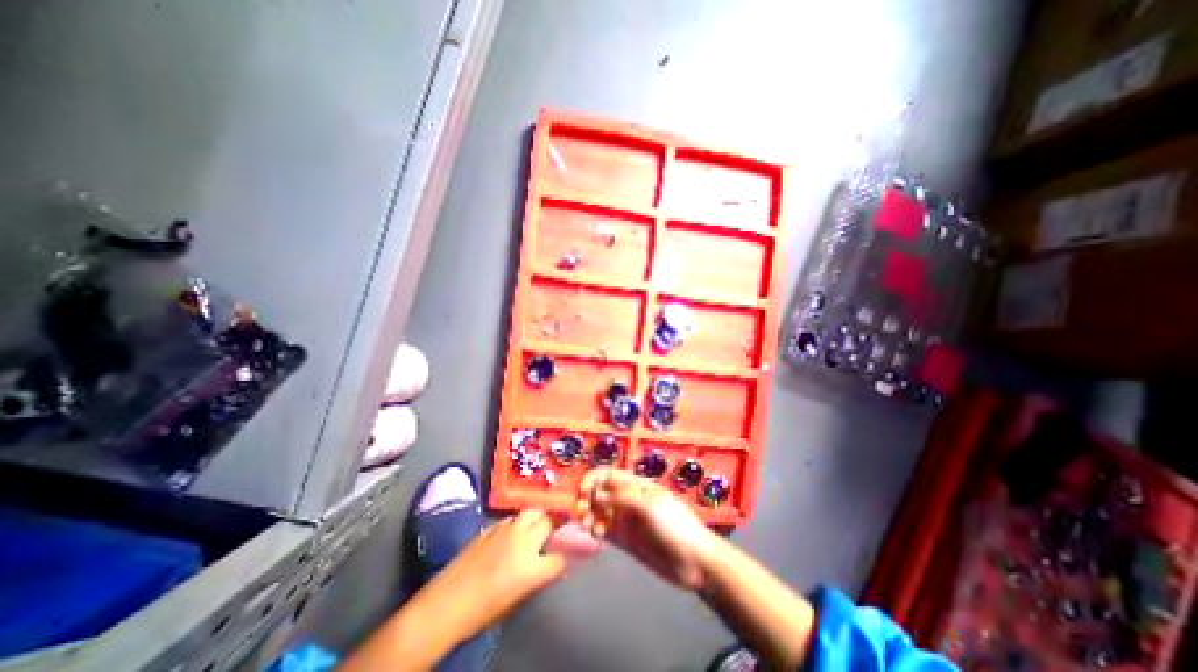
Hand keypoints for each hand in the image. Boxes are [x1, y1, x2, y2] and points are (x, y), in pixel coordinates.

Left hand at [416, 509, 566, 640]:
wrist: (446, 604)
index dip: (563, 555)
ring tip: (535, 525)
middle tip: (553, 530)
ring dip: (536, 517)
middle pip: (549, 521)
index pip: (560, 556)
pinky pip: (512, 518)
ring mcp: (507, 530)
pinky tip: (512, 531)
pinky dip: (517, 522)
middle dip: (554, 524)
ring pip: (531, 511)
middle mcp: (523, 542)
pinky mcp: (491, 526)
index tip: (563, 554)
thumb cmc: (482, 611)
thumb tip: (546, 564)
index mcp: (532, 567)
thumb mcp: (516, 598)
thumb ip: (536, 576)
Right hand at [576, 470, 715, 590]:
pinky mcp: (625, 539)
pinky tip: (595, 534)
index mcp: (635, 485)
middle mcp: (627, 499)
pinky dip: (594, 528)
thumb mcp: (650, 505)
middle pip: (600, 491)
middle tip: (581, 510)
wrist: (695, 561)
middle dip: (587, 497)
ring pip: (599, 510)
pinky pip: (603, 529)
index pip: (608, 474)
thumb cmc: (675, 525)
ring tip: (587, 525)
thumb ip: (622, 497)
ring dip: (588, 513)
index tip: (582, 491)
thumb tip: (596, 494)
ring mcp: (625, 520)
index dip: (593, 478)